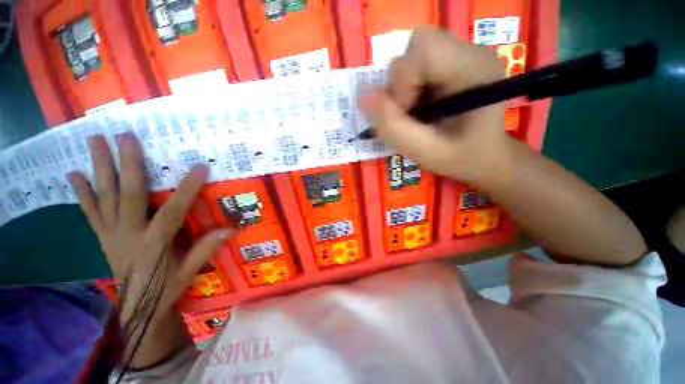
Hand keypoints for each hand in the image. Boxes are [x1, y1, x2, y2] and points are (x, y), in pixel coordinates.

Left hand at [67, 133, 231, 321]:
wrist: (136, 309)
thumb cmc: (166, 289)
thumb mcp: (190, 271)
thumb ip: (206, 248)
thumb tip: (231, 229)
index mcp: (154, 244)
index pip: (173, 211)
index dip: (187, 189)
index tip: (198, 167)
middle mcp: (128, 234)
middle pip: (128, 196)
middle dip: (128, 165)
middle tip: (125, 136)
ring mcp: (111, 234)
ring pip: (105, 198)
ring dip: (100, 168)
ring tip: (96, 141)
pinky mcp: (103, 237)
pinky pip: (91, 212)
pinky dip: (82, 193)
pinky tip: (74, 174)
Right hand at [371, 26, 510, 185]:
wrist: (483, 155)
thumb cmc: (462, 157)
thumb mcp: (427, 153)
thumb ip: (394, 128)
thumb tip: (362, 97)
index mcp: (475, 70)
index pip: (425, 50)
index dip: (402, 83)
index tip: (405, 114)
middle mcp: (470, 52)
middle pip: (416, 46)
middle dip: (400, 84)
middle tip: (409, 113)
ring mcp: (460, 55)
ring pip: (411, 54)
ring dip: (401, 88)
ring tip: (415, 113)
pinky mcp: (450, 62)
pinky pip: (414, 64)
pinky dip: (406, 88)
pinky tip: (418, 107)